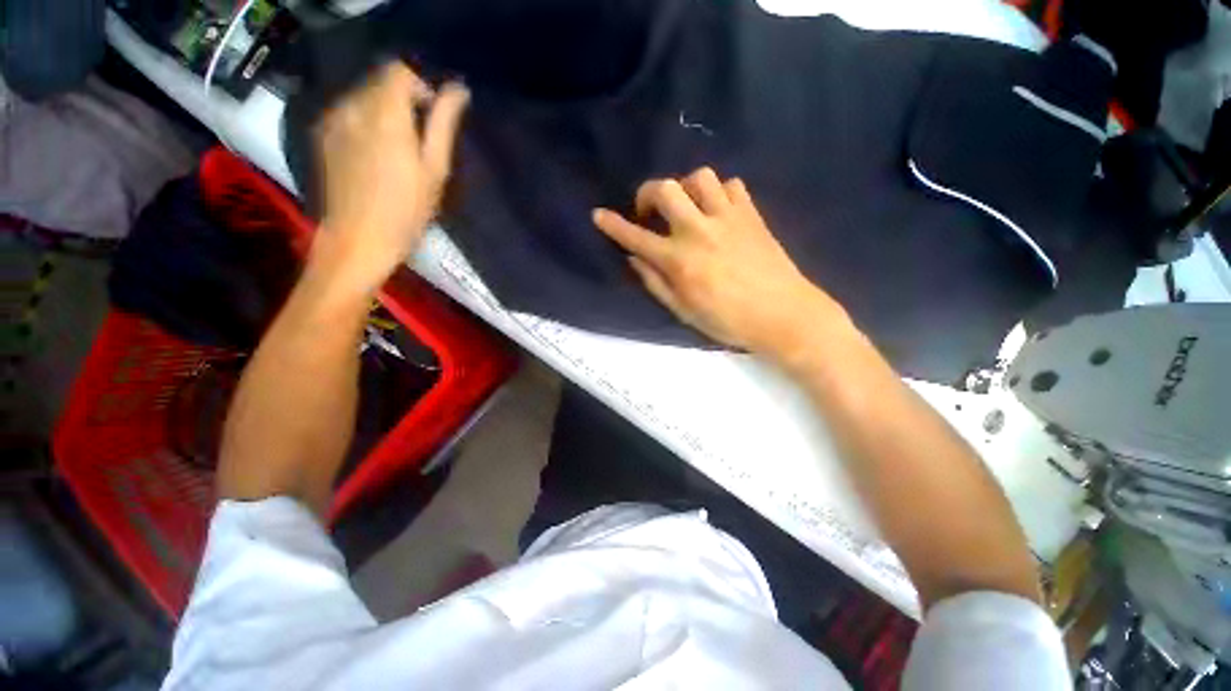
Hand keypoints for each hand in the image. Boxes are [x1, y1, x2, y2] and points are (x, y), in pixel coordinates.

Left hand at [312, 62, 468, 294]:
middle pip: (380, 81)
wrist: (358, 239)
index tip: (433, 115)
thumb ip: (443, 124)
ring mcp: (333, 120)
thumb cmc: (407, 210)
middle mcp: (354, 106)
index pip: (400, 71)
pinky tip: (374, 154)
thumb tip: (458, 90)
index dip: (420, 86)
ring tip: (398, 149)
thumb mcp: (435, 170)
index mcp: (385, 113)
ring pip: (362, 96)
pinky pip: (348, 113)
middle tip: (420, 138)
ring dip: (384, 111)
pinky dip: (365, 122)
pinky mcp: (322, 136)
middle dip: (403, 99)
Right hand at [593, 168, 848, 361]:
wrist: (784, 315)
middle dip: (647, 193)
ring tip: (686, 208)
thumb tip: (634, 259)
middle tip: (649, 212)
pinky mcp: (752, 214)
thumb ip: (655, 283)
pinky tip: (717, 211)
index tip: (599, 215)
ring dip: (685, 188)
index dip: (613, 225)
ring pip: (699, 177)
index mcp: (680, 260)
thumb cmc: (729, 321)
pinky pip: (731, 185)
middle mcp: (699, 231)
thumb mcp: (684, 312)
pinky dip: (718, 193)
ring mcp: (728, 218)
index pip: (637, 237)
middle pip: (665, 189)